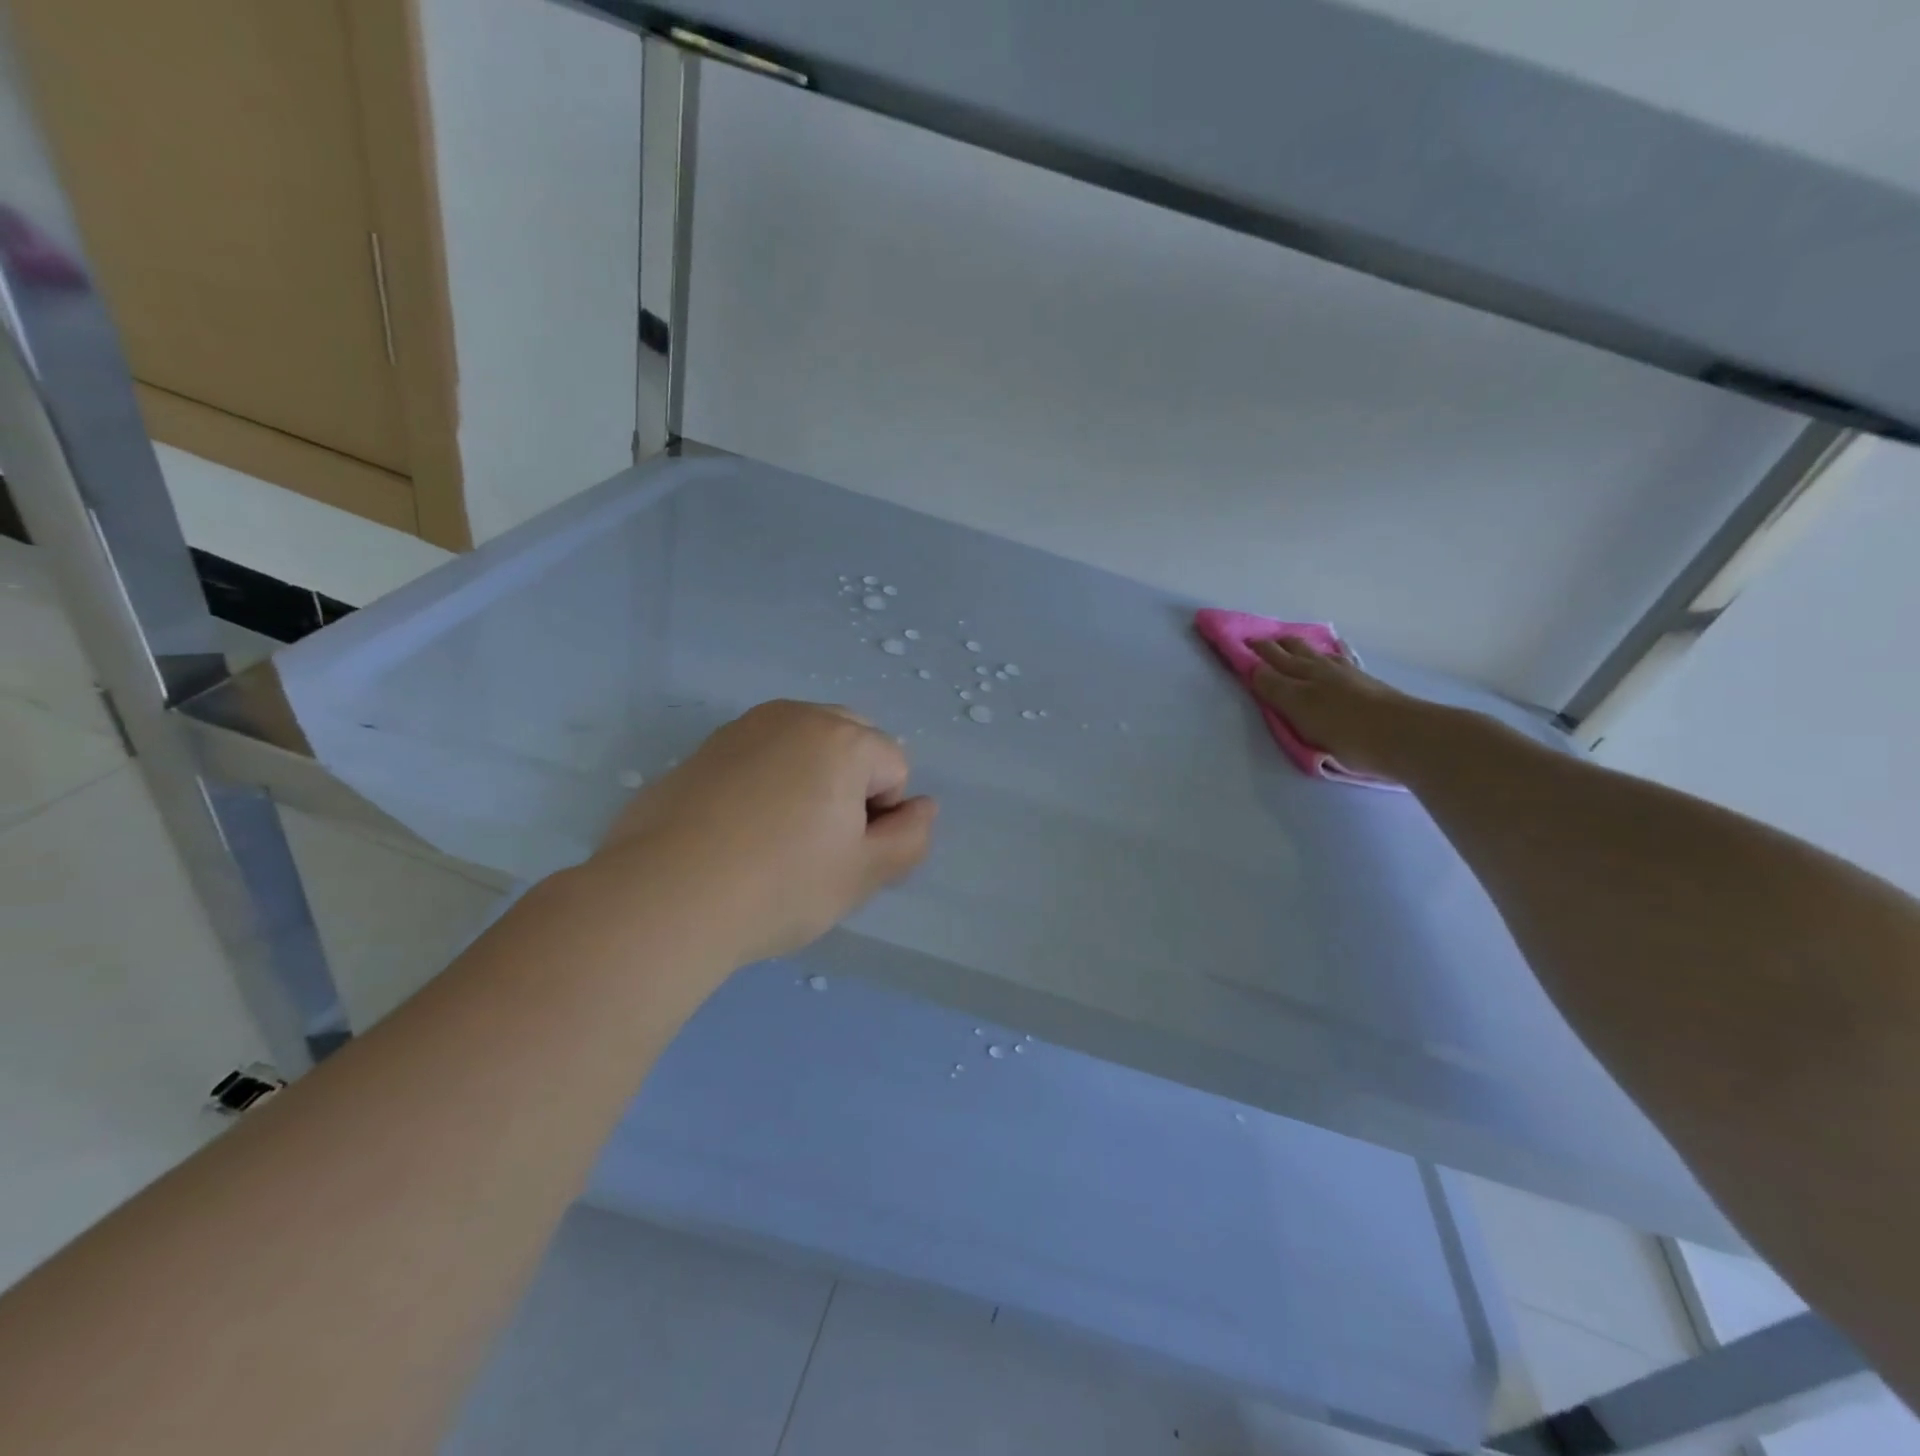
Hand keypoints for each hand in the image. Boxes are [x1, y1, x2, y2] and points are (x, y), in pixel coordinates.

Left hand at [594, 700, 936, 964]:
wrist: (664, 897)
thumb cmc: (780, 886)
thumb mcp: (864, 874)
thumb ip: (911, 838)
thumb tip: (922, 808)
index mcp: (843, 738)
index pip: (894, 768)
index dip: (881, 816)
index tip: (844, 854)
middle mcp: (795, 716)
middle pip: (852, 743)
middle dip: (851, 785)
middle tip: (818, 844)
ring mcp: (744, 728)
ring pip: (804, 747)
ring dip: (809, 781)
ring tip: (776, 839)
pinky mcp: (704, 749)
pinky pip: (759, 757)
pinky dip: (765, 784)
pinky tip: (737, 831)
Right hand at [1249, 637, 1429, 778]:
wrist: (1403, 735)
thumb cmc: (1343, 729)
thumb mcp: (1299, 711)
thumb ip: (1275, 689)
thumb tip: (1254, 668)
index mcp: (1301, 677)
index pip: (1270, 662)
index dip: (1255, 653)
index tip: (1239, 643)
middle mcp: (1321, 669)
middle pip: (1293, 652)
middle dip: (1274, 645)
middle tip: (1258, 639)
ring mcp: (1347, 674)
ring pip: (1318, 653)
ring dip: (1301, 646)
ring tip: (1290, 640)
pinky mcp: (1367, 683)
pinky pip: (1344, 659)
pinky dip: (1334, 651)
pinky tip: (1335, 650)